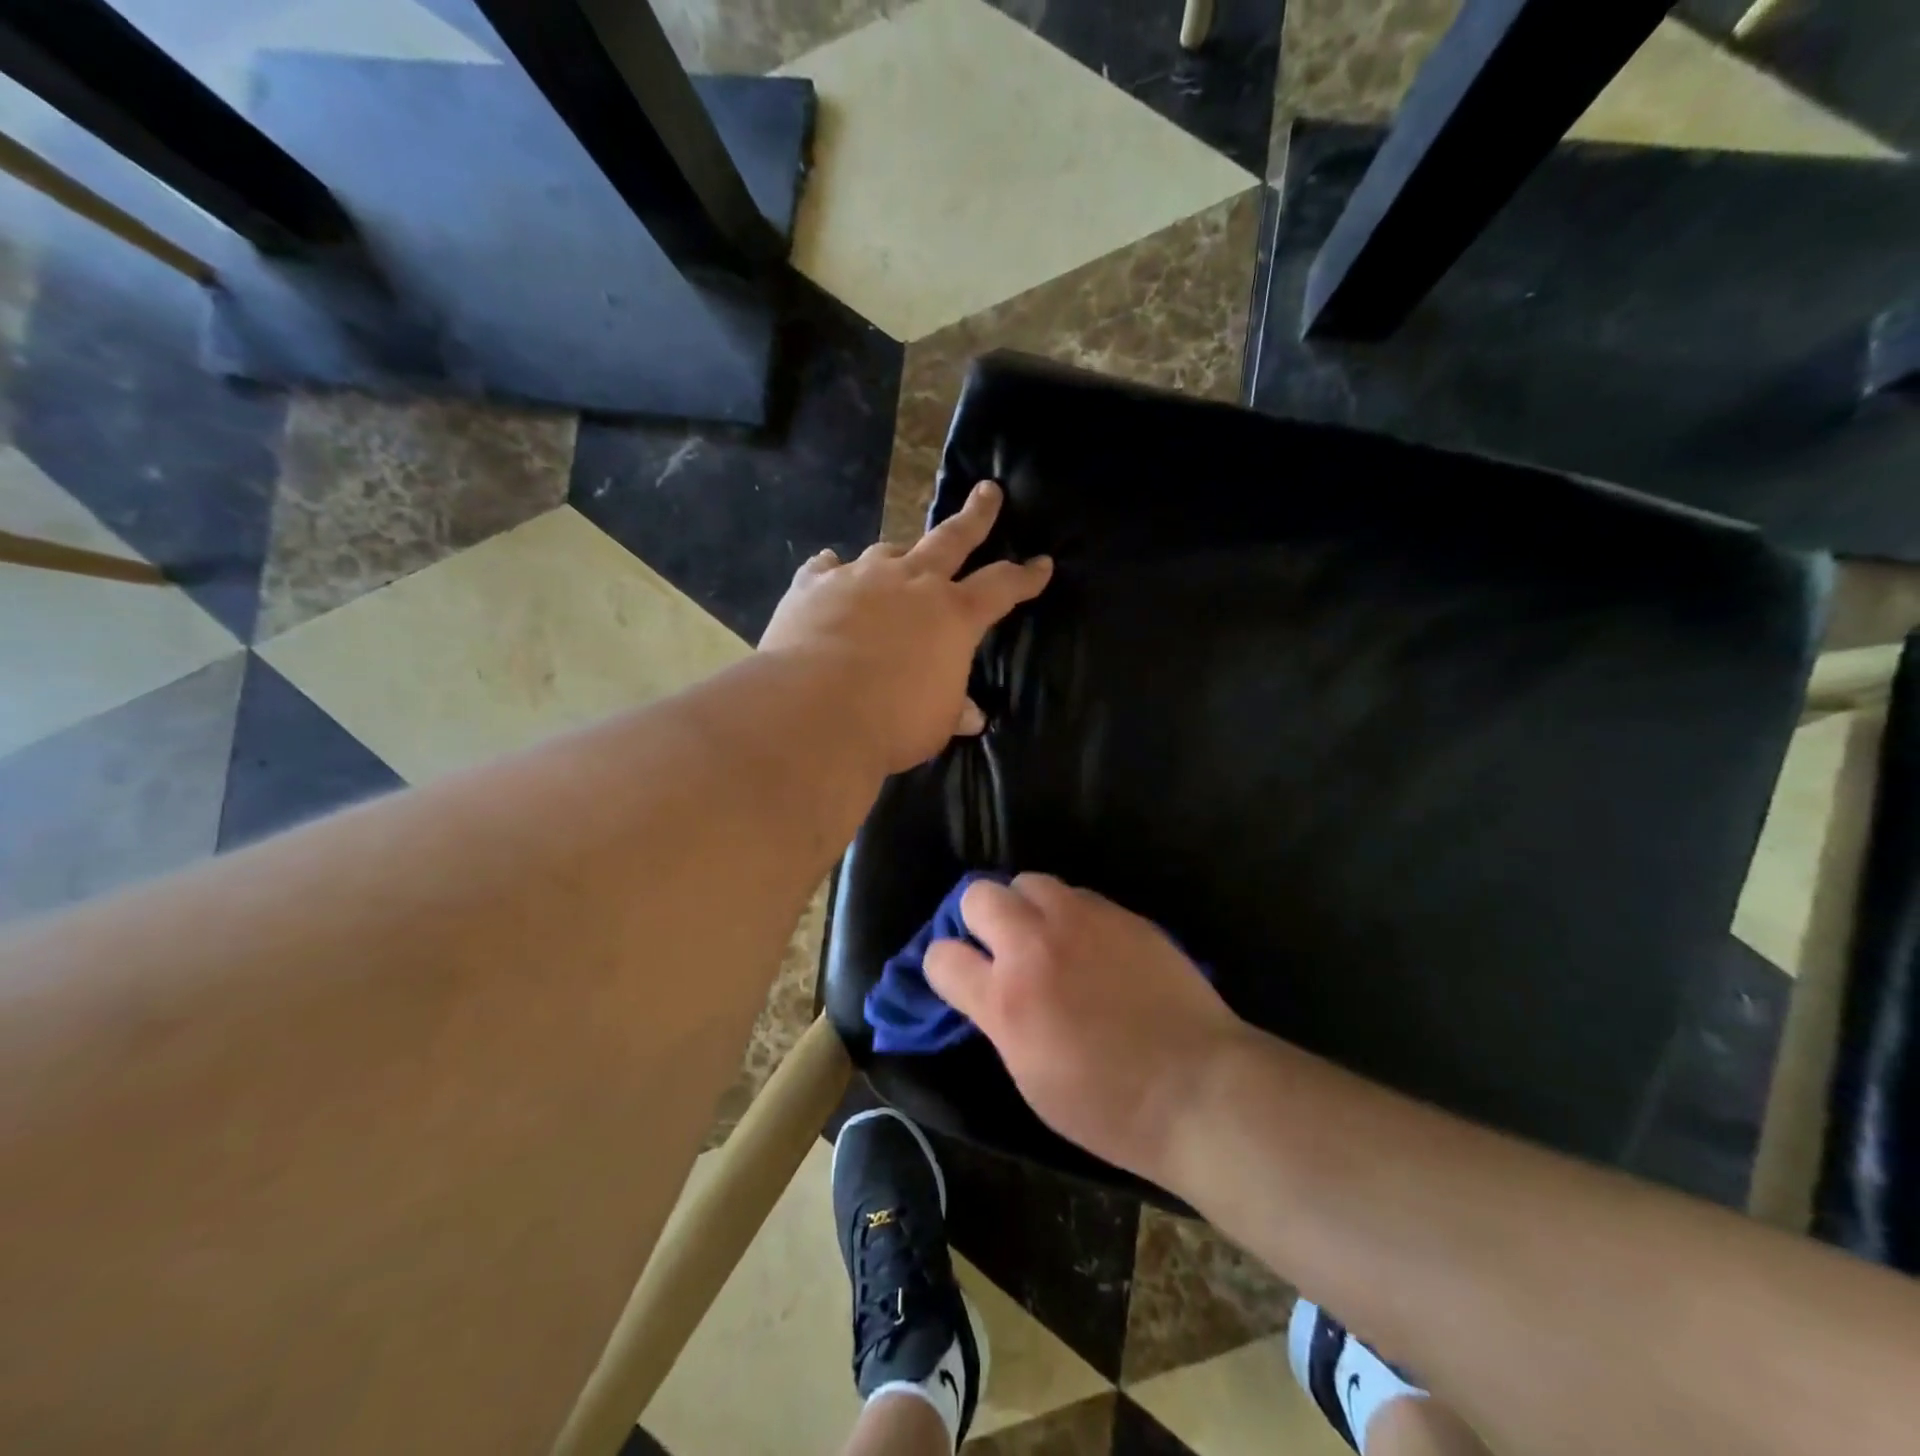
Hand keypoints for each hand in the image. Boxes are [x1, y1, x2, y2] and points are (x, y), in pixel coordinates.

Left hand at [759, 482, 1051, 773]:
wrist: (814, 711)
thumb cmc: (892, 721)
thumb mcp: (936, 723)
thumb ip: (954, 709)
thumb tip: (972, 716)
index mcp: (953, 614)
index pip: (1001, 586)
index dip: (1025, 576)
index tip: (1042, 564)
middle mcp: (910, 583)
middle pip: (951, 539)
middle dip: (975, 516)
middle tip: (987, 492)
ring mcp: (860, 578)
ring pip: (887, 552)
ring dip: (898, 555)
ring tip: (898, 558)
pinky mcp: (813, 587)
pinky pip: (826, 568)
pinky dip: (832, 569)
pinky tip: (828, 566)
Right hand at [924, 874, 1246, 1184]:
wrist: (1198, 1087)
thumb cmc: (1109, 1107)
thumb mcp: (1030, 1077)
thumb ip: (1000, 1020)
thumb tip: (990, 990)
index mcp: (1007, 1000)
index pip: (942, 957)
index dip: (944, 966)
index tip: (960, 977)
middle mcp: (1036, 947)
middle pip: (978, 895)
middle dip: (978, 918)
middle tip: (1001, 946)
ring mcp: (1082, 921)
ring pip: (1029, 881)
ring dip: (1026, 907)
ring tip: (1047, 937)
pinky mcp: (1122, 914)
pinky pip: (1078, 894)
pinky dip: (1070, 913)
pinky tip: (1092, 944)